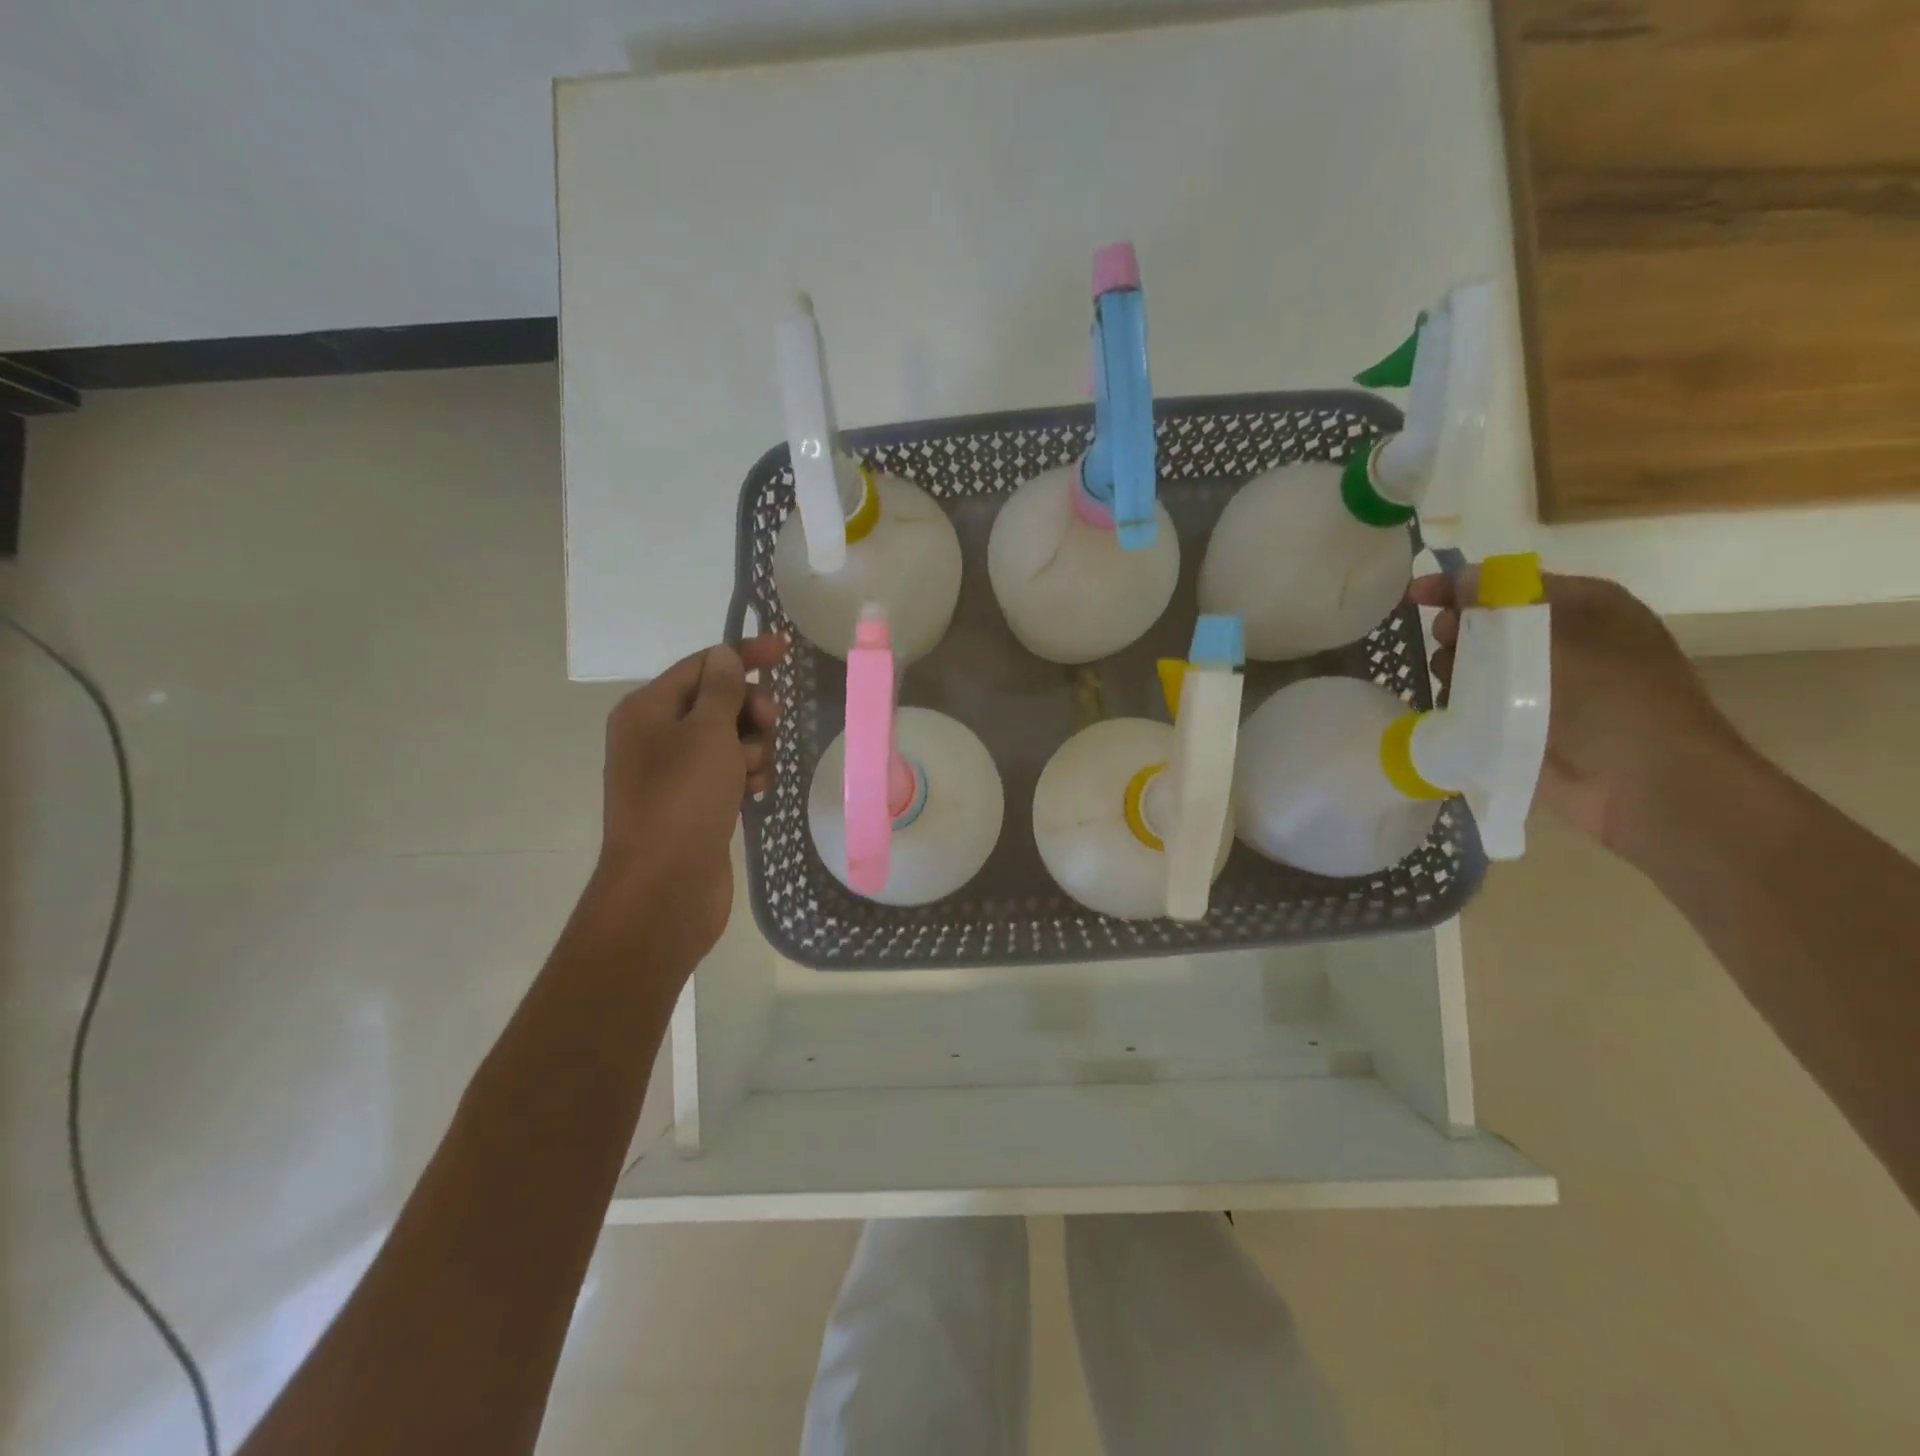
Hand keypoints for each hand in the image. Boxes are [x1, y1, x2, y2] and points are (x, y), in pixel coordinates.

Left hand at [591, 634, 787, 965]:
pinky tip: (756, 792)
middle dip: (750, 711)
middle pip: (718, 703)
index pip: (702, 666)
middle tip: (769, 724)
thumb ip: (721, 689)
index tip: (785, 649)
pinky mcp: (695, 804)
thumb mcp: (707, 732)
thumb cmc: (684, 798)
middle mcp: (656, 737)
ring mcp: (676, 773)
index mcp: (647, 710)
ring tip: (755, 773)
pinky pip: (730, 773)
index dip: (744, 655)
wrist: (666, 886)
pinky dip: (747, 776)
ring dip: (753, 748)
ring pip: (730, 740)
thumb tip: (724, 656)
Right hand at [1409, 571, 1749, 858]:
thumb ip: (1505, 602)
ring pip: (1475, 665)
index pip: (1510, 584)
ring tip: (1455, 684)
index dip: (1460, 586)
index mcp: (1583, 608)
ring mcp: (1540, 687)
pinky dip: (1459, 702)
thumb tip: (1462, 578)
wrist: (1641, 781)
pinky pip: (1475, 704)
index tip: (1415, 595)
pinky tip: (1454, 709)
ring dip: (1456, 669)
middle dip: (1458, 630)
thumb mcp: (1558, 634)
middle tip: (1448, 643)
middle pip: (1487, 624)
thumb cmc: (1611, 695)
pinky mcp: (1519, 725)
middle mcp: (1561, 642)